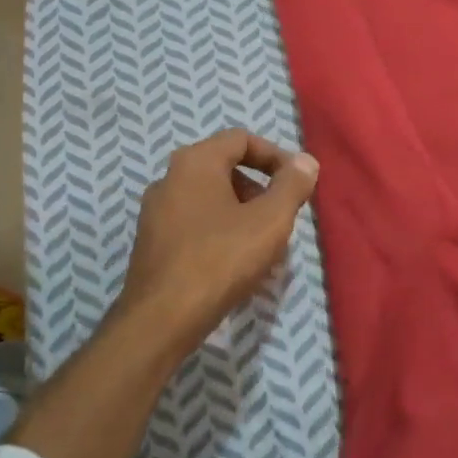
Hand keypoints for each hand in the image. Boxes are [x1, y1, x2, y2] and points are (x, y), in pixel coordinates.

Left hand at [115, 129, 318, 360]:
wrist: (161, 319)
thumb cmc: (220, 260)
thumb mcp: (269, 221)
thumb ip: (292, 186)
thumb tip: (305, 161)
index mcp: (195, 162)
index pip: (241, 139)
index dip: (275, 156)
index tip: (297, 183)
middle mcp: (169, 178)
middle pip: (224, 168)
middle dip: (259, 188)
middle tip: (281, 217)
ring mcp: (155, 212)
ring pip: (210, 199)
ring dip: (242, 213)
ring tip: (264, 245)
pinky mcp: (151, 242)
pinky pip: (194, 223)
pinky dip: (220, 232)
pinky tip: (235, 264)